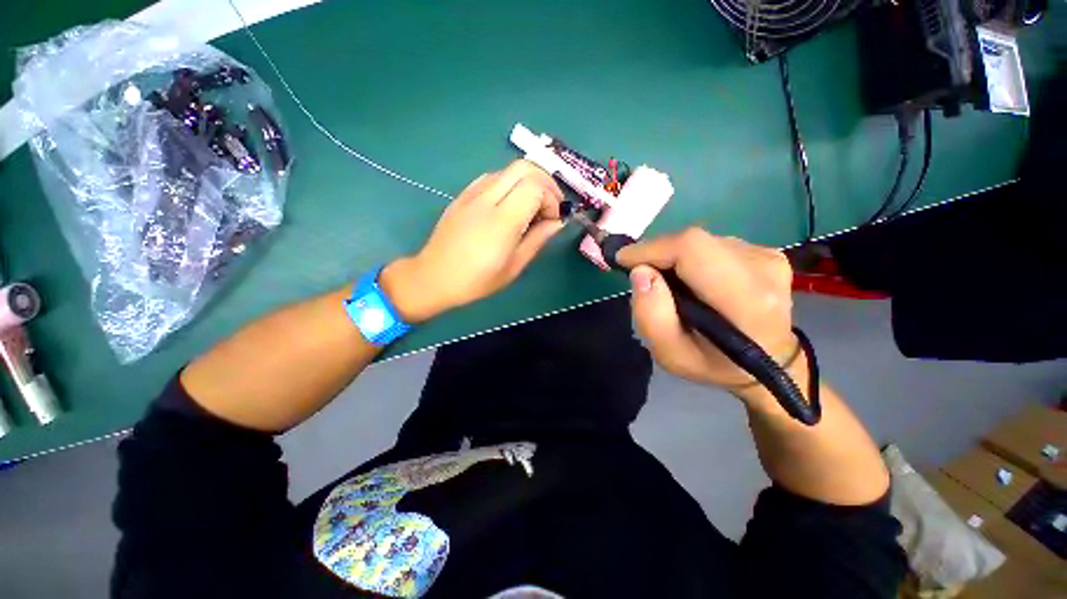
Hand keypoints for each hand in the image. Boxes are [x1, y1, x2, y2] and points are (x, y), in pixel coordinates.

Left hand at [381, 160, 563, 321]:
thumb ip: (538, 239)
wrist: (434, 277)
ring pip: (508, 169)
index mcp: (501, 221)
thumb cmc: (477, 280)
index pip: (535, 187)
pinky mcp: (463, 194)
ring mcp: (471, 193)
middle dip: (545, 181)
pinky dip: (510, 183)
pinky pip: (493, 177)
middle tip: (552, 205)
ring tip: (534, 205)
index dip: (551, 199)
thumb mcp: (514, 266)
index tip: (554, 219)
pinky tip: (511, 204)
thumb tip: (557, 222)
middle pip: (524, 167)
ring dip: (528, 181)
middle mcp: (486, 199)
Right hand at [616, 228, 797, 393]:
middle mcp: (763, 269)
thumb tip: (640, 271)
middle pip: (694, 241)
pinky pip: (714, 245)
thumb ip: (651, 316)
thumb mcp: (672, 355)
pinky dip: (692, 258)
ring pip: (702, 241)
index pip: (692, 249)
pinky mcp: (768, 252)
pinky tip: (693, 280)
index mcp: (745, 300)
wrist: (771, 362)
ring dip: (675, 257)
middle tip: (643, 275)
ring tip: (670, 284)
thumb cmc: (716, 364)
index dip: (651, 248)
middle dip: (658, 253)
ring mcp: (769, 257)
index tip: (623, 260)